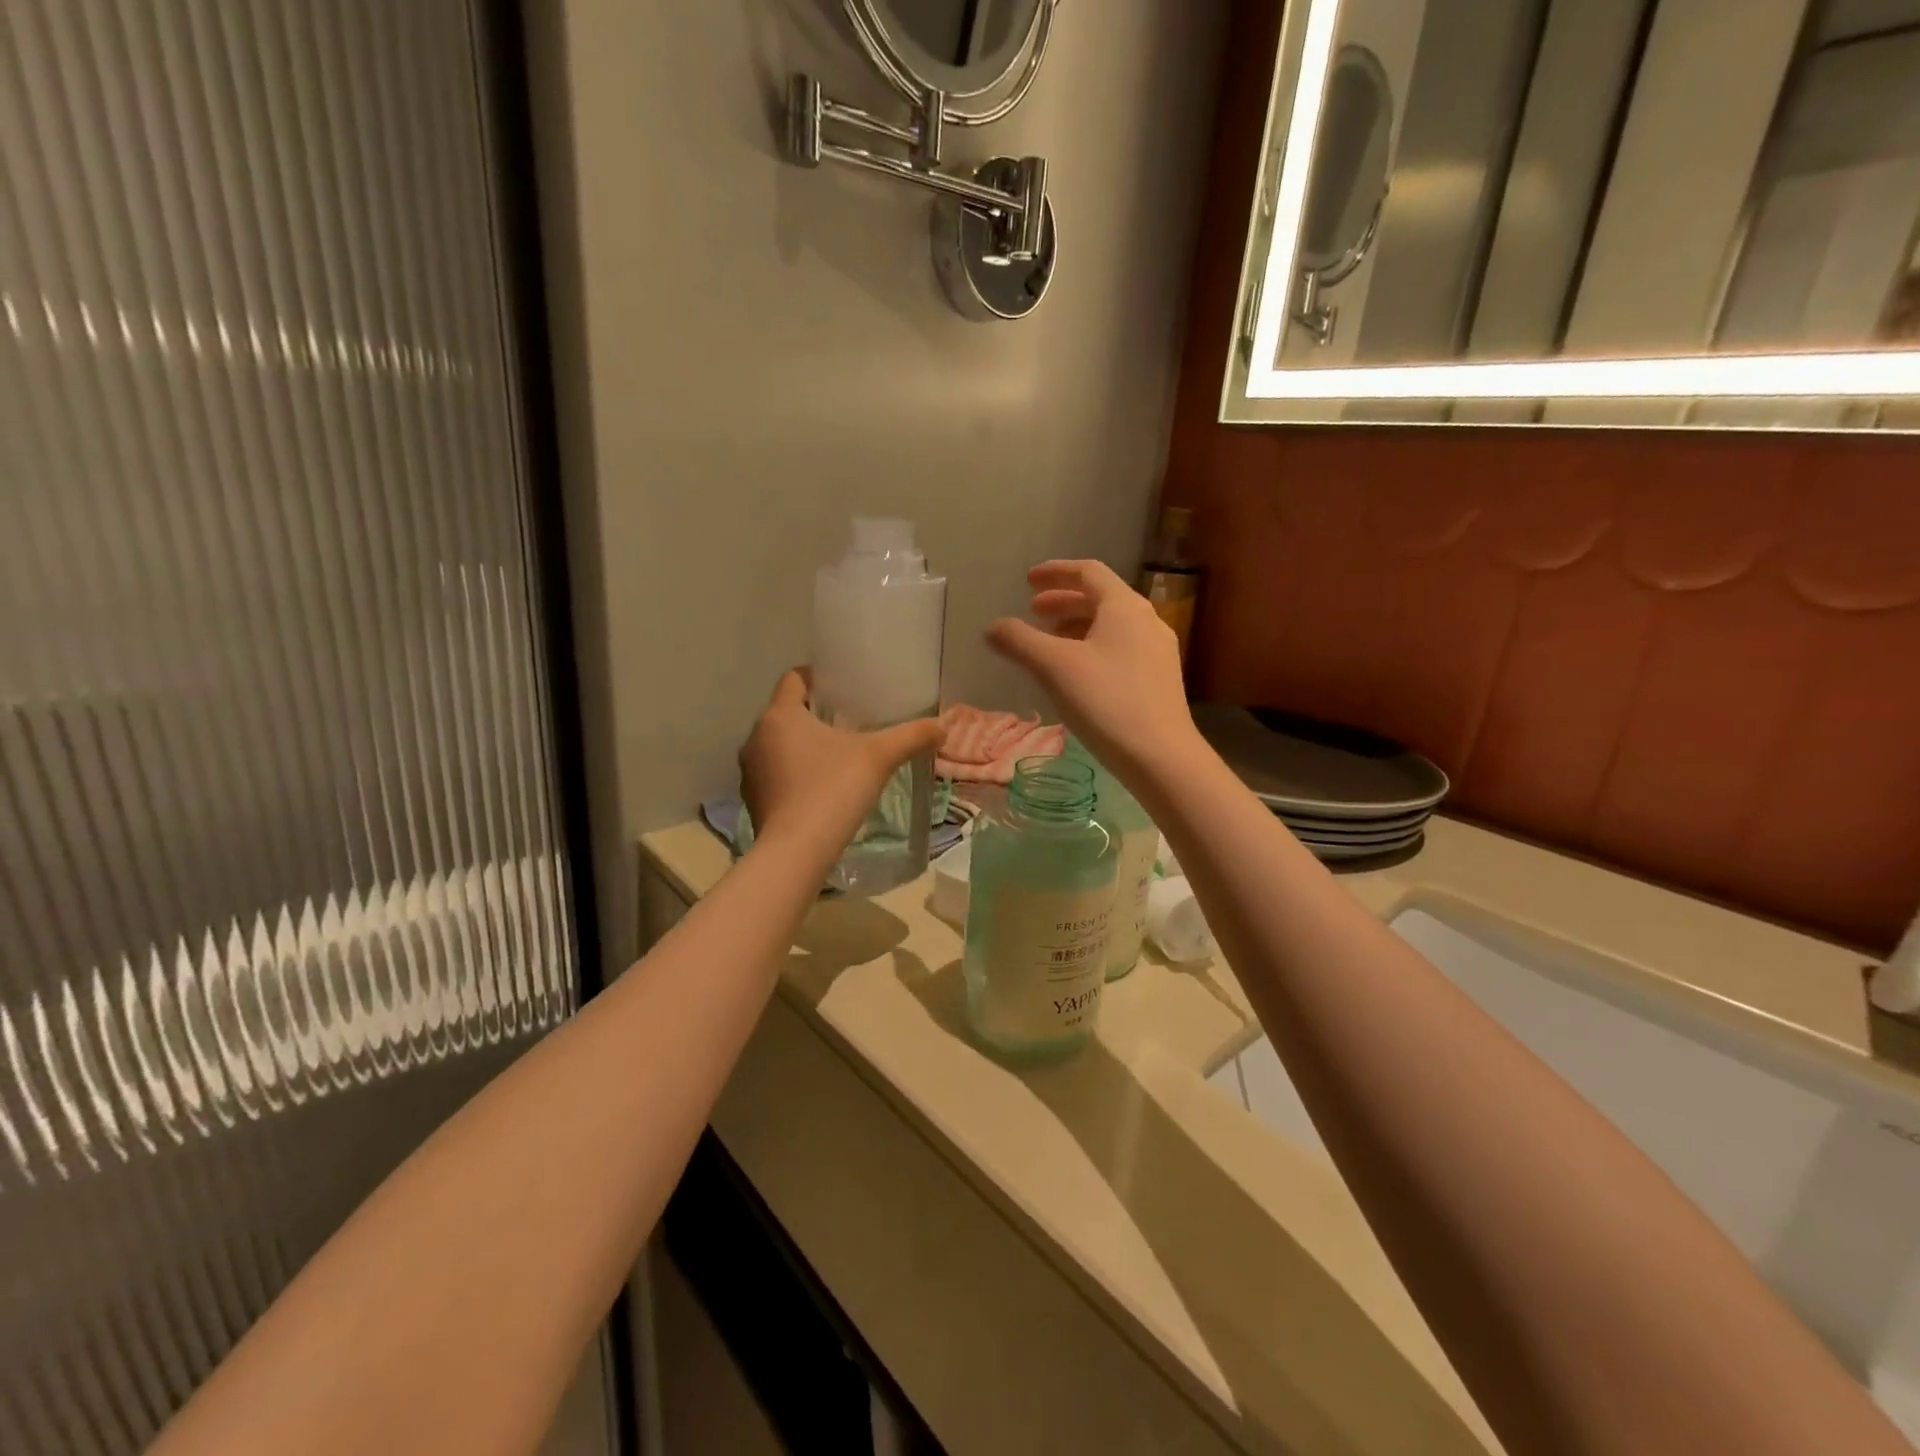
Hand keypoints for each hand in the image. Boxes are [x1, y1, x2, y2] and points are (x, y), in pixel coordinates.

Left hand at [739, 669, 944, 859]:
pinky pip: (774, 773)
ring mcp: (750, 771)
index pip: (794, 679)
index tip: (842, 688)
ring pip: (777, 744)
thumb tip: (943, 725)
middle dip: (814, 714)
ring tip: (835, 755)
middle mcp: (757, 736)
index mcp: (781, 715)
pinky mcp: (752, 799)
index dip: (817, 678)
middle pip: (786, 712)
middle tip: (848, 722)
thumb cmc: (833, 790)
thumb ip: (911, 736)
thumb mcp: (879, 757)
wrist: (796, 851)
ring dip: (801, 745)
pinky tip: (819, 787)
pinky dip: (793, 773)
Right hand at [986, 560, 1199, 784]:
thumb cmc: (1106, 702)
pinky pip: (1121, 649)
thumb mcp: (1054, 668)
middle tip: (1033, 613)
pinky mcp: (1160, 679)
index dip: (1055, 572)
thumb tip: (992, 627)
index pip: (1088, 572)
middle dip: (1064, 602)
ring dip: (1077, 627)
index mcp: (1124, 606)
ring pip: (1111, 626)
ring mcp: (1157, 651)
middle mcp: (1146, 620)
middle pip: (1101, 598)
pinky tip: (1077, 675)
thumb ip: (1020, 641)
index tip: (1028, 581)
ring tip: (1049, 645)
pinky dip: (1093, 648)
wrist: (1161, 757)